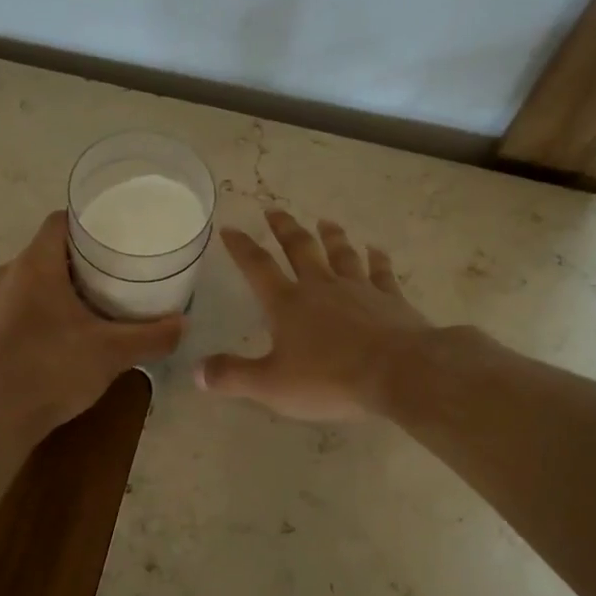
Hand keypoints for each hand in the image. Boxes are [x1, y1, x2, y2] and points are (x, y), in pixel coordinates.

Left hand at [0, 211, 184, 444]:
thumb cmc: (51, 371)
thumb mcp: (111, 353)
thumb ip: (151, 336)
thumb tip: (183, 324)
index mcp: (35, 265)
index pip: (60, 221)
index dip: (90, 221)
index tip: (118, 233)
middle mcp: (8, 274)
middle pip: (50, 249)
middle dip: (83, 257)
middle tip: (119, 269)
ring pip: (34, 277)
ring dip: (63, 283)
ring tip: (98, 299)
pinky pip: (21, 302)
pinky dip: (45, 306)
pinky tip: (68, 330)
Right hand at [196, 208, 432, 421]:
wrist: (398, 373)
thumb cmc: (329, 379)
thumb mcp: (271, 385)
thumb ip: (232, 376)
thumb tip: (196, 371)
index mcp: (288, 304)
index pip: (258, 268)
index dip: (241, 248)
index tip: (230, 228)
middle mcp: (321, 287)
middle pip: (300, 249)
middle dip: (284, 229)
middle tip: (274, 210)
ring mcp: (359, 289)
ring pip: (341, 254)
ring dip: (331, 237)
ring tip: (325, 221)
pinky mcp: (390, 300)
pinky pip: (382, 272)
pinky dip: (377, 259)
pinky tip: (376, 250)